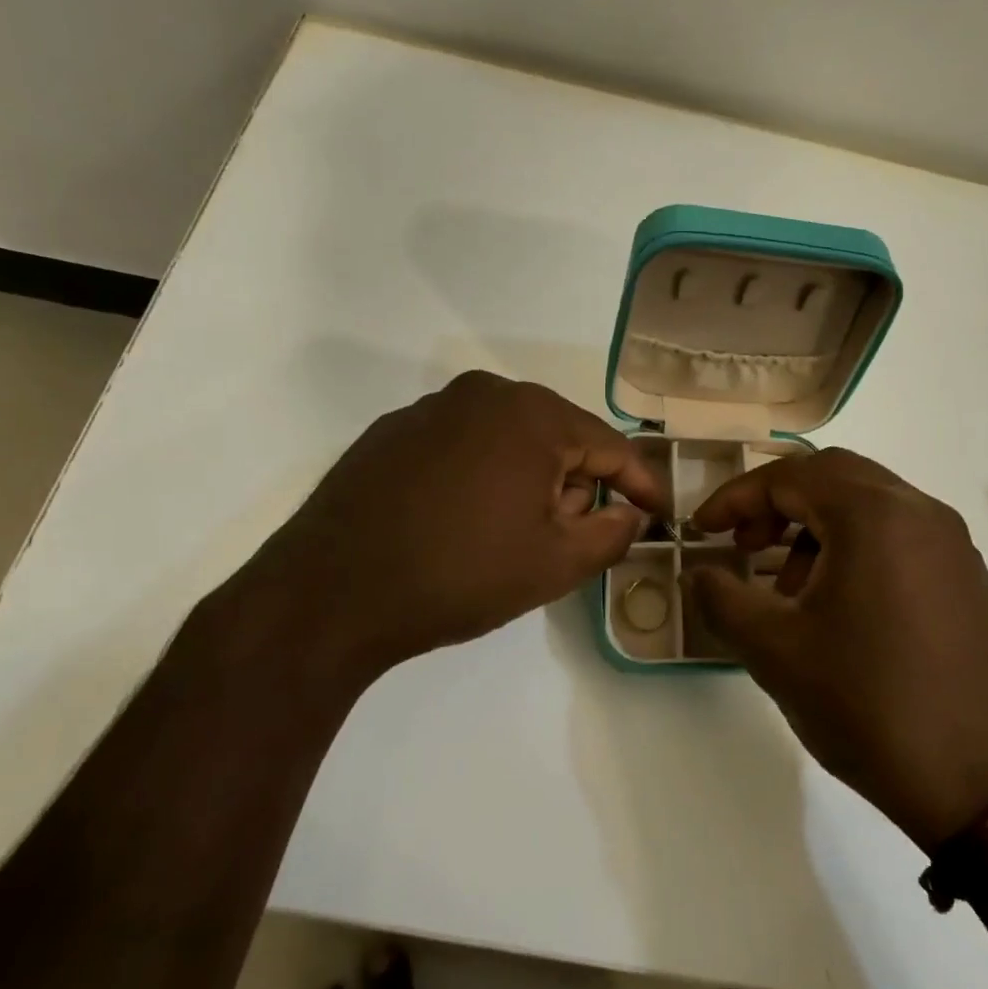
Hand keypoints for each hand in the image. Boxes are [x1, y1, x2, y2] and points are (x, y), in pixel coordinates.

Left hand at [218, 371, 663, 694]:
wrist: (329, 594)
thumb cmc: (460, 574)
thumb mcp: (555, 564)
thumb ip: (612, 534)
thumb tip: (628, 513)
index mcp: (532, 414)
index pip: (610, 445)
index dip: (640, 484)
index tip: (658, 515)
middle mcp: (484, 394)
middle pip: (559, 437)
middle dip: (577, 485)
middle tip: (573, 539)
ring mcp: (431, 408)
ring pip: (509, 440)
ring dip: (529, 481)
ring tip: (513, 536)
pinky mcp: (392, 432)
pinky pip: (463, 446)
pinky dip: (482, 477)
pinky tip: (463, 522)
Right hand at [687, 449, 987, 852]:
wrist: (980, 783)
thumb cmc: (866, 705)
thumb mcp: (774, 651)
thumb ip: (722, 599)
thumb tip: (697, 572)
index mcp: (873, 515)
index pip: (789, 478)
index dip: (736, 498)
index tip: (702, 530)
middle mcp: (919, 511)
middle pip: (832, 476)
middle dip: (777, 503)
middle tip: (744, 545)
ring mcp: (952, 542)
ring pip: (868, 503)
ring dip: (817, 526)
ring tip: (789, 587)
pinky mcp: (968, 576)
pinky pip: (900, 533)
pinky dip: (856, 545)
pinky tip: (840, 605)